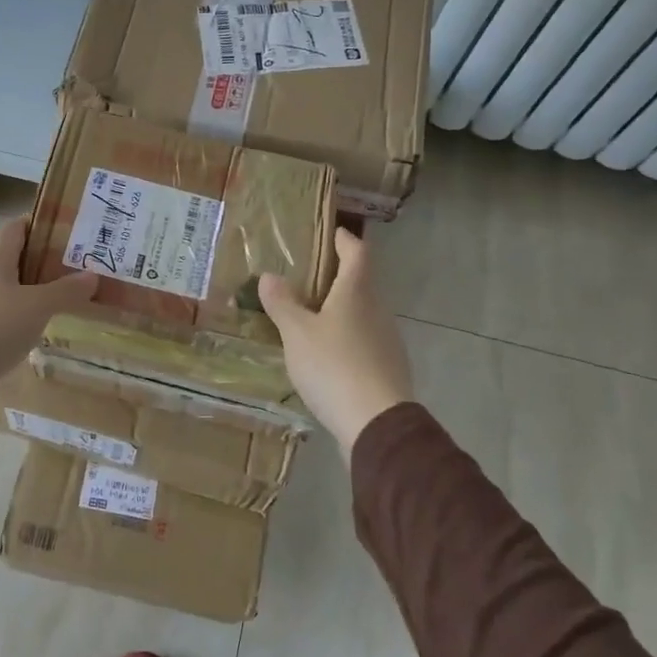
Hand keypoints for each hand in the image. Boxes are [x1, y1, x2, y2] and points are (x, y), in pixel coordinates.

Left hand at [0, 220, 97, 387]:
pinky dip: (13, 315)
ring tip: (59, 302)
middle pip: (13, 257)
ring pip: (3, 286)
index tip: (72, 236)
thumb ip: (66, 291)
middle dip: (42, 263)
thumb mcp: (37, 307)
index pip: (19, 227)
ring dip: (28, 291)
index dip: (44, 227)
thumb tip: (92, 276)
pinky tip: (30, 329)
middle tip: (74, 272)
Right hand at [259, 229, 415, 455]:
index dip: (344, 239)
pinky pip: (364, 340)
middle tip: (308, 277)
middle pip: (361, 283)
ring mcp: (386, 340)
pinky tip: (327, 354)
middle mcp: (377, 310)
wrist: (376, 423)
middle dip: (338, 276)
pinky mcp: (387, 368)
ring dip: (341, 309)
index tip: (331, 233)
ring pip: (363, 313)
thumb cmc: (334, 366)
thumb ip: (282, 303)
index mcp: (357, 292)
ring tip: (311, 316)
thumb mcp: (297, 333)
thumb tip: (270, 275)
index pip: (357, 252)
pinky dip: (346, 337)